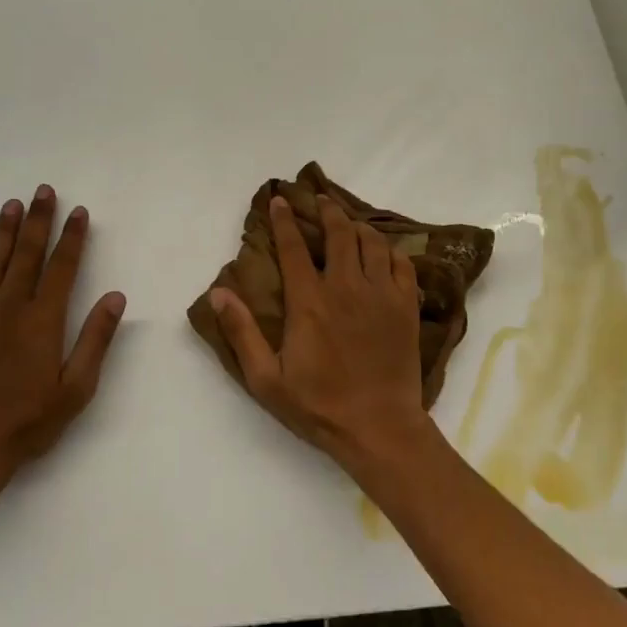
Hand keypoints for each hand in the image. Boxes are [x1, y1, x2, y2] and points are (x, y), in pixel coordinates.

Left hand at [0, 186, 126, 494]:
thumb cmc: (30, 421)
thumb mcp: (76, 388)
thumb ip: (96, 339)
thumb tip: (116, 296)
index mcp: (43, 321)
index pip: (62, 268)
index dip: (72, 238)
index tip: (79, 212)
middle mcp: (10, 309)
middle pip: (27, 255)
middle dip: (38, 221)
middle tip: (43, 190)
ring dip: (3, 232)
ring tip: (11, 204)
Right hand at [211, 194, 436, 469]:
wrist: (380, 427)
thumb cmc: (318, 406)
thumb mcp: (266, 378)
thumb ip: (241, 332)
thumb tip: (219, 292)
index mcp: (310, 301)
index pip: (294, 247)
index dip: (284, 220)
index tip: (280, 200)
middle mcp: (347, 287)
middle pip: (339, 233)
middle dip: (327, 210)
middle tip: (320, 199)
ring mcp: (381, 294)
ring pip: (372, 242)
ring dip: (358, 227)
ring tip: (349, 223)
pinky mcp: (407, 307)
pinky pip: (403, 263)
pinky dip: (390, 251)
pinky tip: (383, 252)